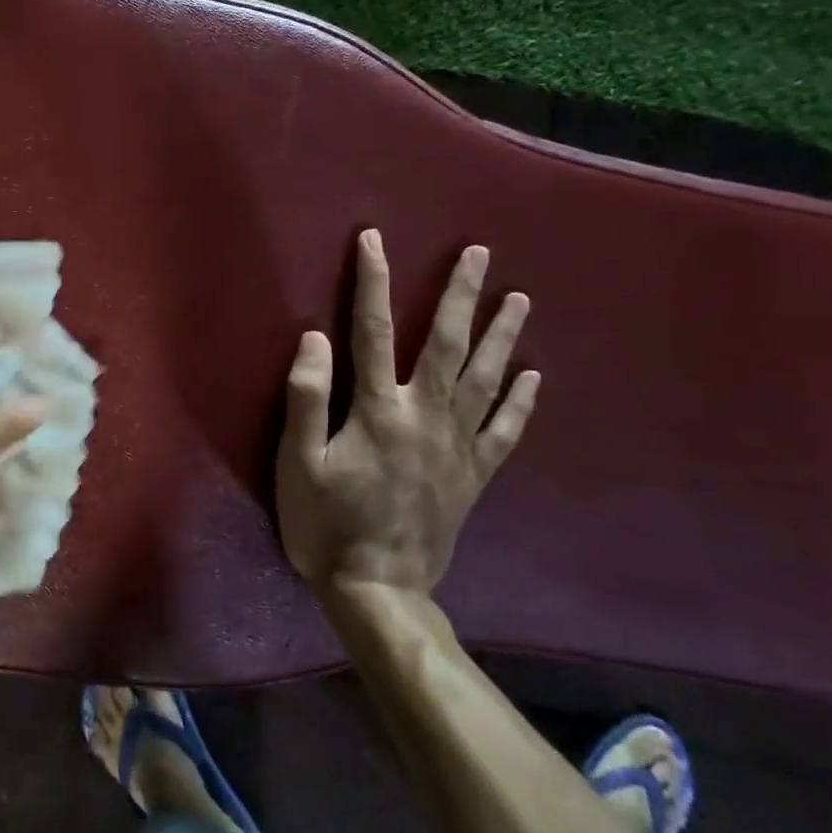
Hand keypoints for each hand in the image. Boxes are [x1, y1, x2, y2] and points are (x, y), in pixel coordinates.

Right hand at [278, 231, 538, 599]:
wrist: (379, 593)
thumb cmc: (327, 524)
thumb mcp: (298, 463)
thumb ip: (306, 398)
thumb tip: (315, 337)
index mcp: (378, 410)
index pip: (371, 330)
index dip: (372, 282)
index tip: (374, 239)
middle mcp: (424, 417)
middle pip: (445, 344)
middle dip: (461, 295)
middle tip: (480, 255)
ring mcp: (456, 447)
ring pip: (484, 379)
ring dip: (502, 335)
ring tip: (519, 299)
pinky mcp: (473, 477)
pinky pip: (504, 432)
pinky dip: (520, 402)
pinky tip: (533, 377)